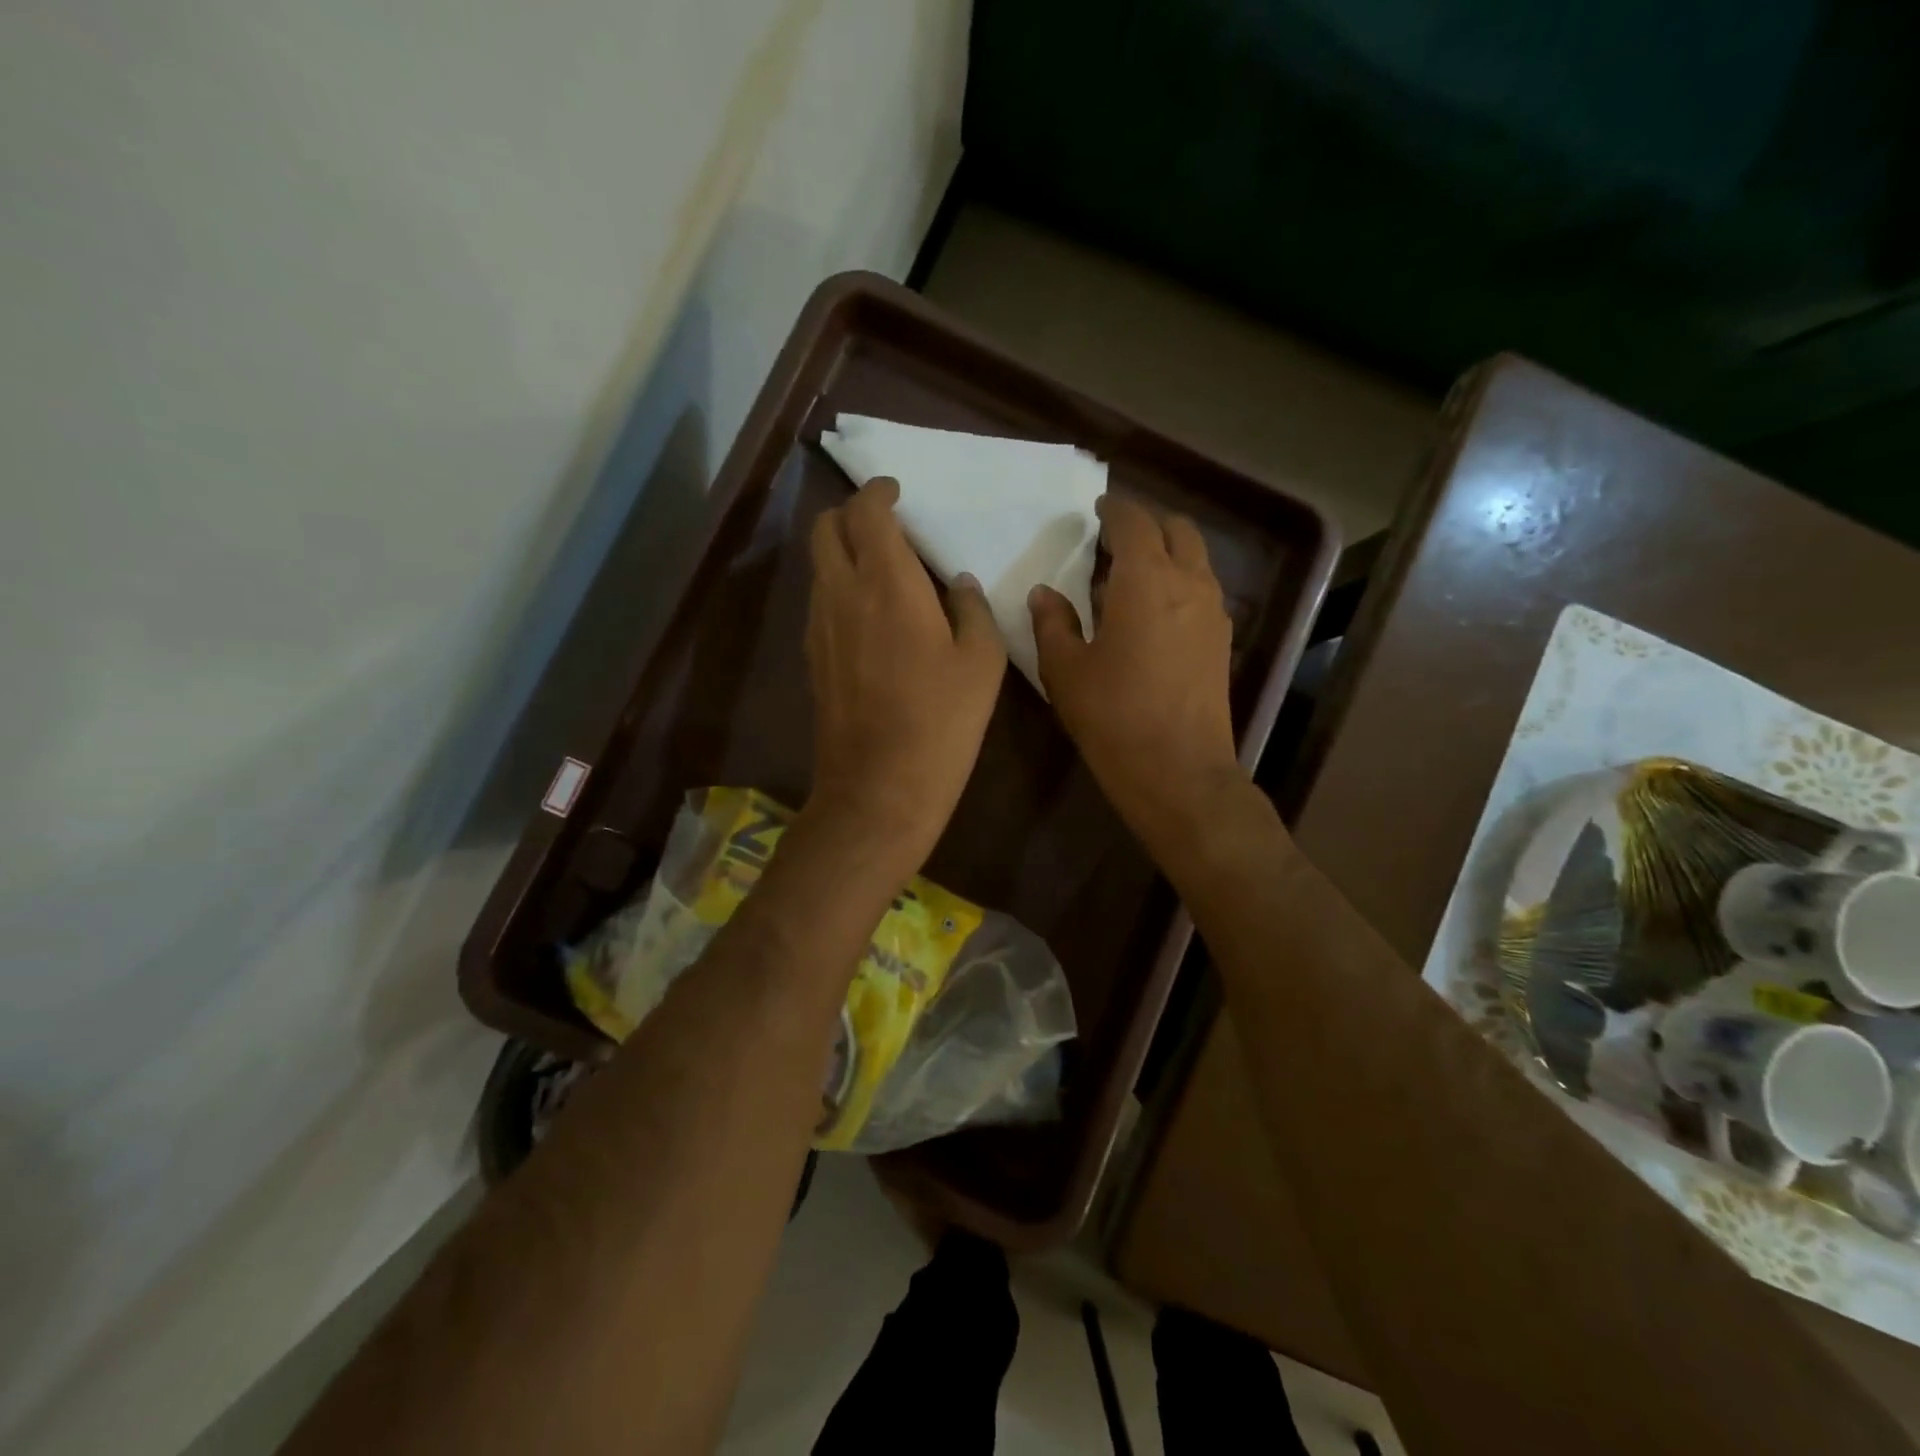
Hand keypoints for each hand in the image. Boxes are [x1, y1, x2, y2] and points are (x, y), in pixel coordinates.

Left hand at [804, 478, 1005, 866]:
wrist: (879, 787)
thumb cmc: (941, 721)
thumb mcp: (982, 662)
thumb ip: (972, 609)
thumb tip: (958, 583)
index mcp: (887, 582)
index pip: (866, 511)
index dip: (879, 492)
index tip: (897, 493)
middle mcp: (841, 592)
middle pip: (825, 528)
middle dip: (851, 514)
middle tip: (886, 528)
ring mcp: (818, 626)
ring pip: (818, 566)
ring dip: (843, 553)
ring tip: (882, 572)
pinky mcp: (811, 657)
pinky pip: (820, 602)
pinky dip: (838, 589)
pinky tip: (869, 617)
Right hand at [1029, 493, 1245, 845]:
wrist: (1178, 771)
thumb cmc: (1114, 717)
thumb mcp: (1066, 671)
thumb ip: (1053, 623)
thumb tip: (1044, 594)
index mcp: (1146, 580)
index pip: (1134, 522)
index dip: (1114, 509)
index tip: (1096, 510)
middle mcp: (1189, 583)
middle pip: (1176, 529)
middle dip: (1146, 523)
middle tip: (1113, 539)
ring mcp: (1213, 612)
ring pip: (1195, 558)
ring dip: (1166, 552)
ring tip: (1129, 575)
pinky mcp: (1222, 640)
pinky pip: (1202, 588)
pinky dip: (1178, 580)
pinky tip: (1152, 610)